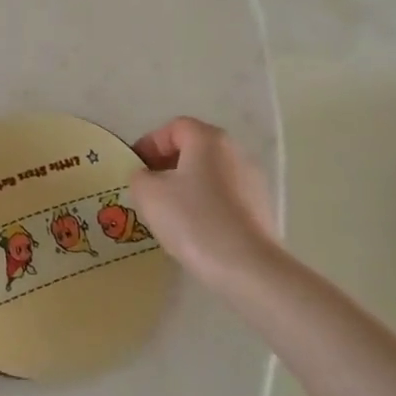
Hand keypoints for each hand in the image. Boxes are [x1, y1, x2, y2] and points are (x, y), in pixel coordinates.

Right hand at [130, 117, 279, 294]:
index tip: (135, 168)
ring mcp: (252, 180)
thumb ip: (139, 177)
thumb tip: (147, 177)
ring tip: (167, 212)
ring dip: (185, 185)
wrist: (248, 267)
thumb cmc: (193, 220)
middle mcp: (235, 151)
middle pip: (194, 149)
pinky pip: (223, 195)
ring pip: (208, 173)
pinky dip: (204, 203)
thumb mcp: (148, 194)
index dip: (149, 143)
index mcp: (208, 139)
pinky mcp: (260, 207)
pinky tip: (193, 229)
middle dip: (166, 165)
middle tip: (147, 189)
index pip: (174, 128)